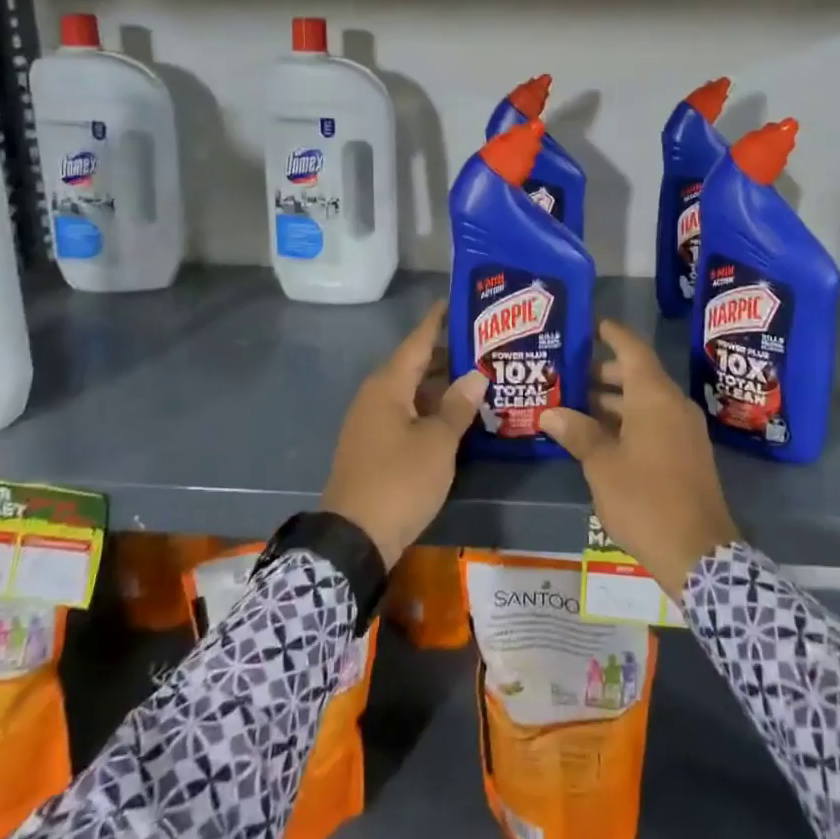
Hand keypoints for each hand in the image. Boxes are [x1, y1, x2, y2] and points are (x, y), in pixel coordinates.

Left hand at [321, 300, 487, 569]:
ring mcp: (372, 422)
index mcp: (388, 385)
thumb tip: (476, 374)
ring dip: (442, 385)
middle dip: (449, 355)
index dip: (439, 320)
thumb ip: (458, 406)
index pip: (418, 340)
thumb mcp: (437, 443)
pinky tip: (457, 414)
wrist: (353, 538)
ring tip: (480, 376)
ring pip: (413, 391)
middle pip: (416, 365)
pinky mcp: (374, 446)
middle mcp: (376, 395)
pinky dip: (431, 408)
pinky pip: (407, 413)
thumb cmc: (399, 480)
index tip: (459, 300)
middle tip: (486, 344)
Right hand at [541, 319, 739, 598]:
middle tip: (568, 373)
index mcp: (655, 396)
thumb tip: (551, 412)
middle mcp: (673, 404)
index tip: (589, 324)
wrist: (699, 553)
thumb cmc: (646, 499)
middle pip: (638, 374)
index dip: (611, 333)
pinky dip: (629, 420)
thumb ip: (578, 433)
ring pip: (646, 400)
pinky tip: (601, 436)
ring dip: (614, 400)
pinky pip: (655, 421)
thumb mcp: (602, 465)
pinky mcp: (687, 453)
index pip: (632, 348)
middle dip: (604, 372)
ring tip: (576, 405)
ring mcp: (684, 430)